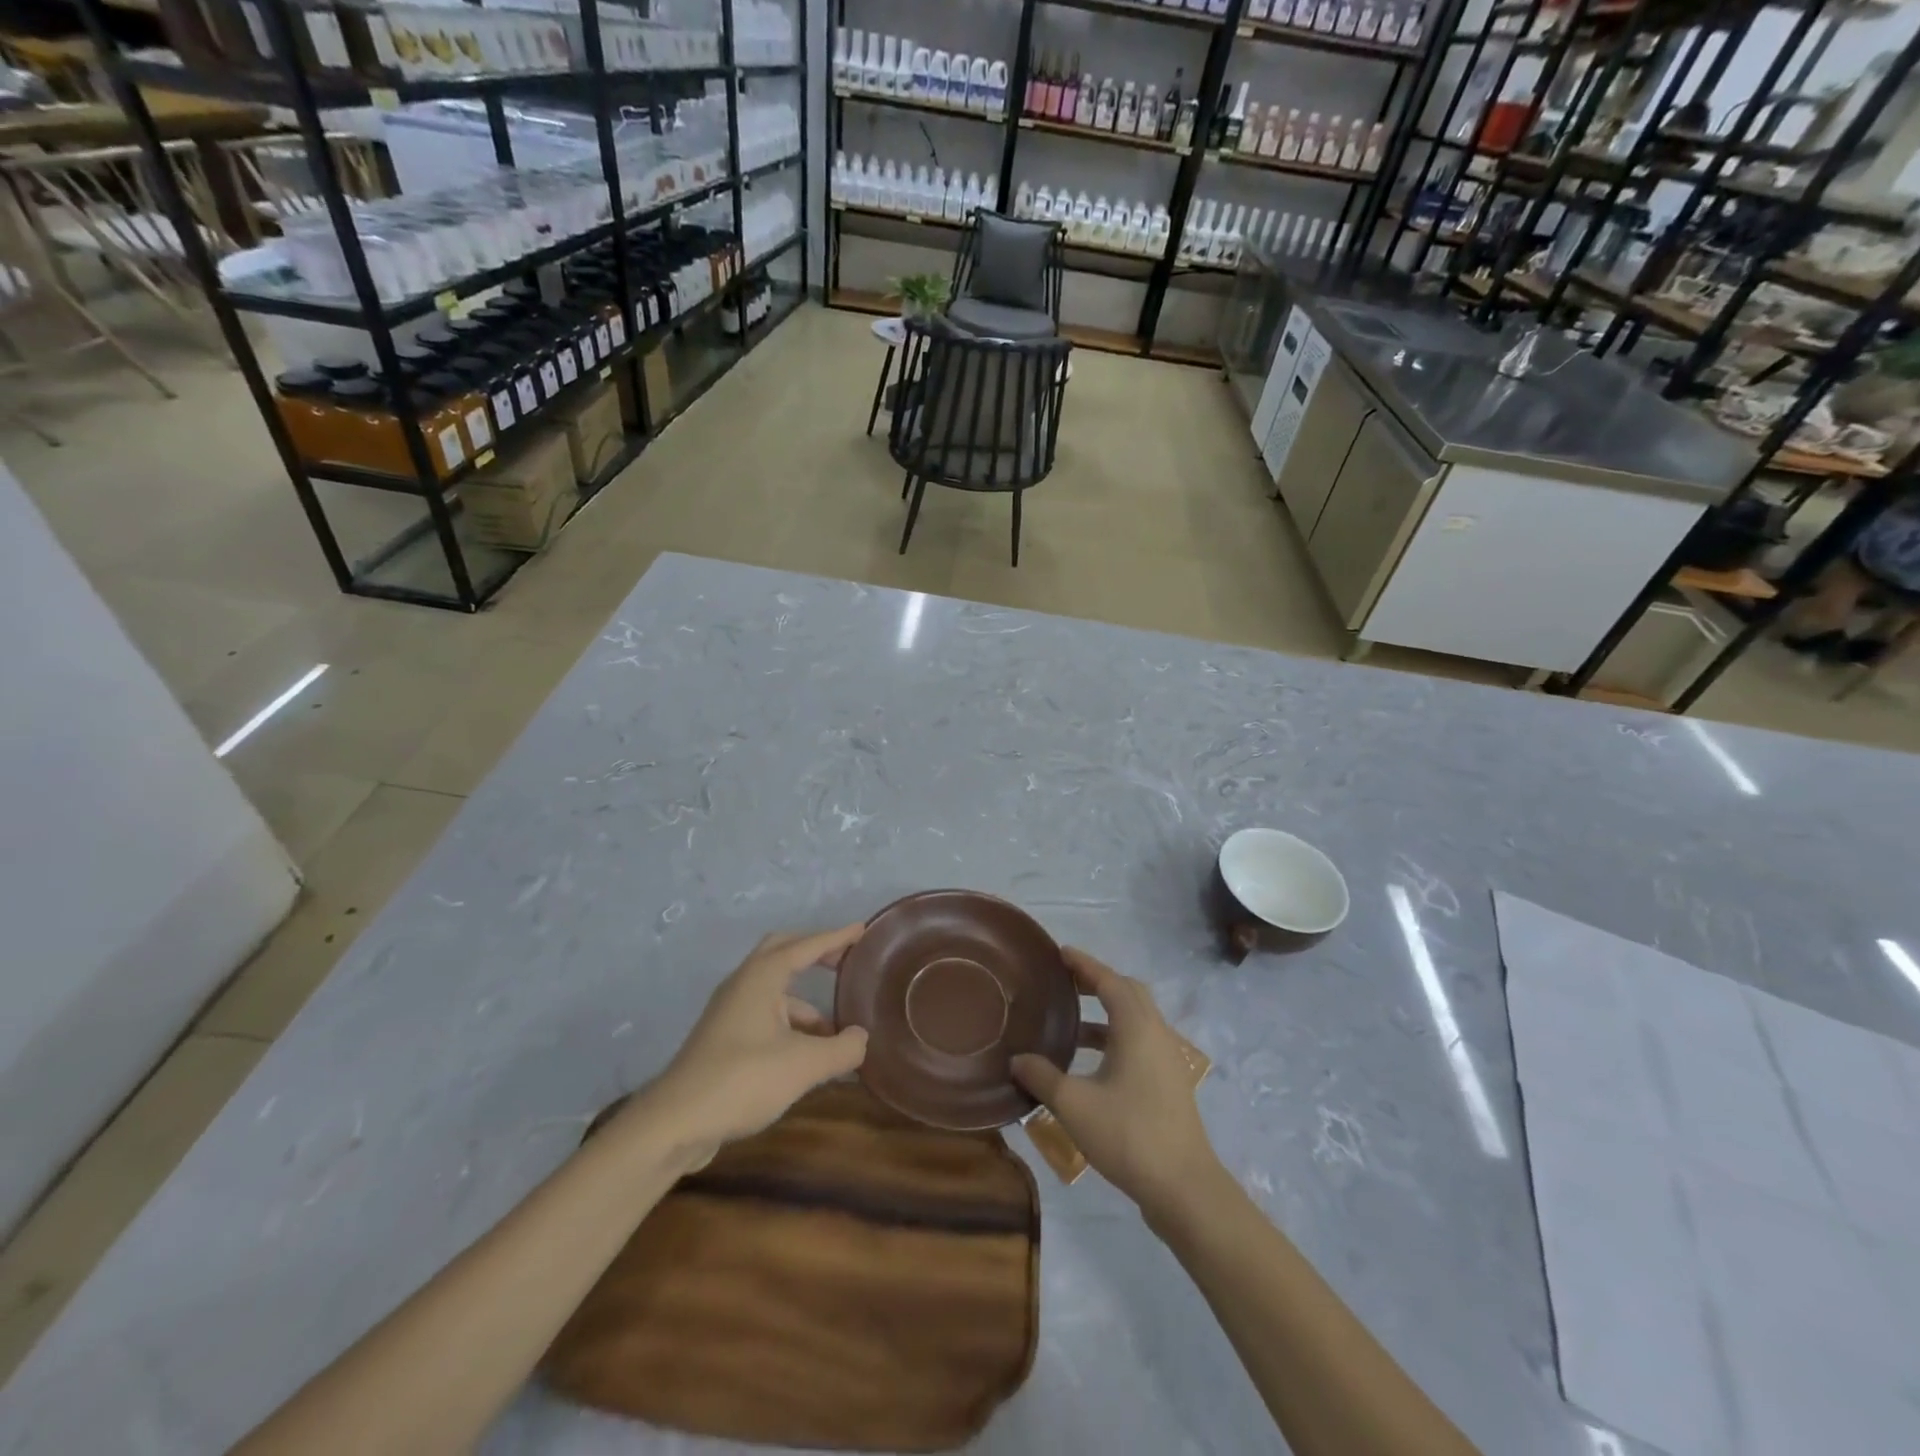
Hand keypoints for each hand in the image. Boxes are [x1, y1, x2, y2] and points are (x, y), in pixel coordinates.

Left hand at [635, 925, 869, 1165]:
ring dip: (805, 999)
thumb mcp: (804, 1066)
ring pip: (774, 989)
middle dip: (815, 952)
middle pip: (782, 952)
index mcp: (761, 977)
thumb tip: (862, 1038)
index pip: (806, 945)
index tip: (862, 930)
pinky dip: (790, 1023)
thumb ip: (842, 1049)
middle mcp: (743, 984)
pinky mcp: (723, 1038)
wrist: (674, 1123)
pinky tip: (807, 1053)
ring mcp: (729, 1011)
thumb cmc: (742, 1080)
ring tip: (835, 1028)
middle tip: (845, 959)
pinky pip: (765, 1015)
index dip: (836, 937)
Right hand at [1011, 948, 1219, 1222]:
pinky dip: (1115, 1037)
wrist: (1184, 1187)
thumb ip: (1043, 1077)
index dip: (1084, 964)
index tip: (1060, 952)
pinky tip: (1090, 1063)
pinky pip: (1140, 1041)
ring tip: (1070, 1023)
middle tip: (1066, 982)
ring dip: (1106, 1013)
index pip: (1109, 980)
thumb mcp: (1074, 1105)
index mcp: (1136, 1027)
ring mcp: (1167, 1059)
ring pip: (1136, 1019)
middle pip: (1128, 992)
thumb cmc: (1128, 1135)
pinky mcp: (1169, 1083)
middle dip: (1098, 982)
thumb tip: (1017, 1059)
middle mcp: (1156, 1033)